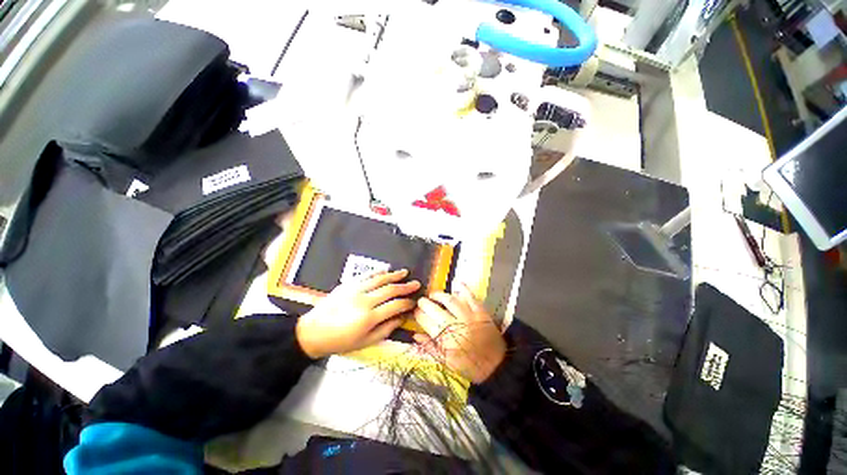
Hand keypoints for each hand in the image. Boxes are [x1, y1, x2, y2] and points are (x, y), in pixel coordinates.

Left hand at [296, 269, 419, 358]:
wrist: (312, 333)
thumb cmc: (340, 341)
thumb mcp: (365, 342)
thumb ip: (386, 329)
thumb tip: (402, 318)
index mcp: (369, 317)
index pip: (395, 306)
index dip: (407, 303)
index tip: (414, 301)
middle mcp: (364, 300)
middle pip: (390, 289)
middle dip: (405, 286)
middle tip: (416, 283)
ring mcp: (355, 290)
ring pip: (379, 279)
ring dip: (394, 275)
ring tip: (405, 272)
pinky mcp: (348, 284)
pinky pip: (366, 275)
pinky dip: (378, 272)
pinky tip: (386, 270)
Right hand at [414, 284, 505, 383]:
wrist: (496, 366)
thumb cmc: (470, 366)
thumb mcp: (447, 362)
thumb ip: (431, 348)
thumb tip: (415, 335)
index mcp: (446, 340)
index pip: (426, 322)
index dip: (418, 315)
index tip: (415, 311)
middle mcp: (455, 325)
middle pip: (435, 309)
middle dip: (425, 303)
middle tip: (421, 301)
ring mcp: (469, 316)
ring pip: (450, 300)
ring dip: (439, 295)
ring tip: (433, 295)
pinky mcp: (480, 312)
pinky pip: (470, 297)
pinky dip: (463, 288)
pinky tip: (456, 283)